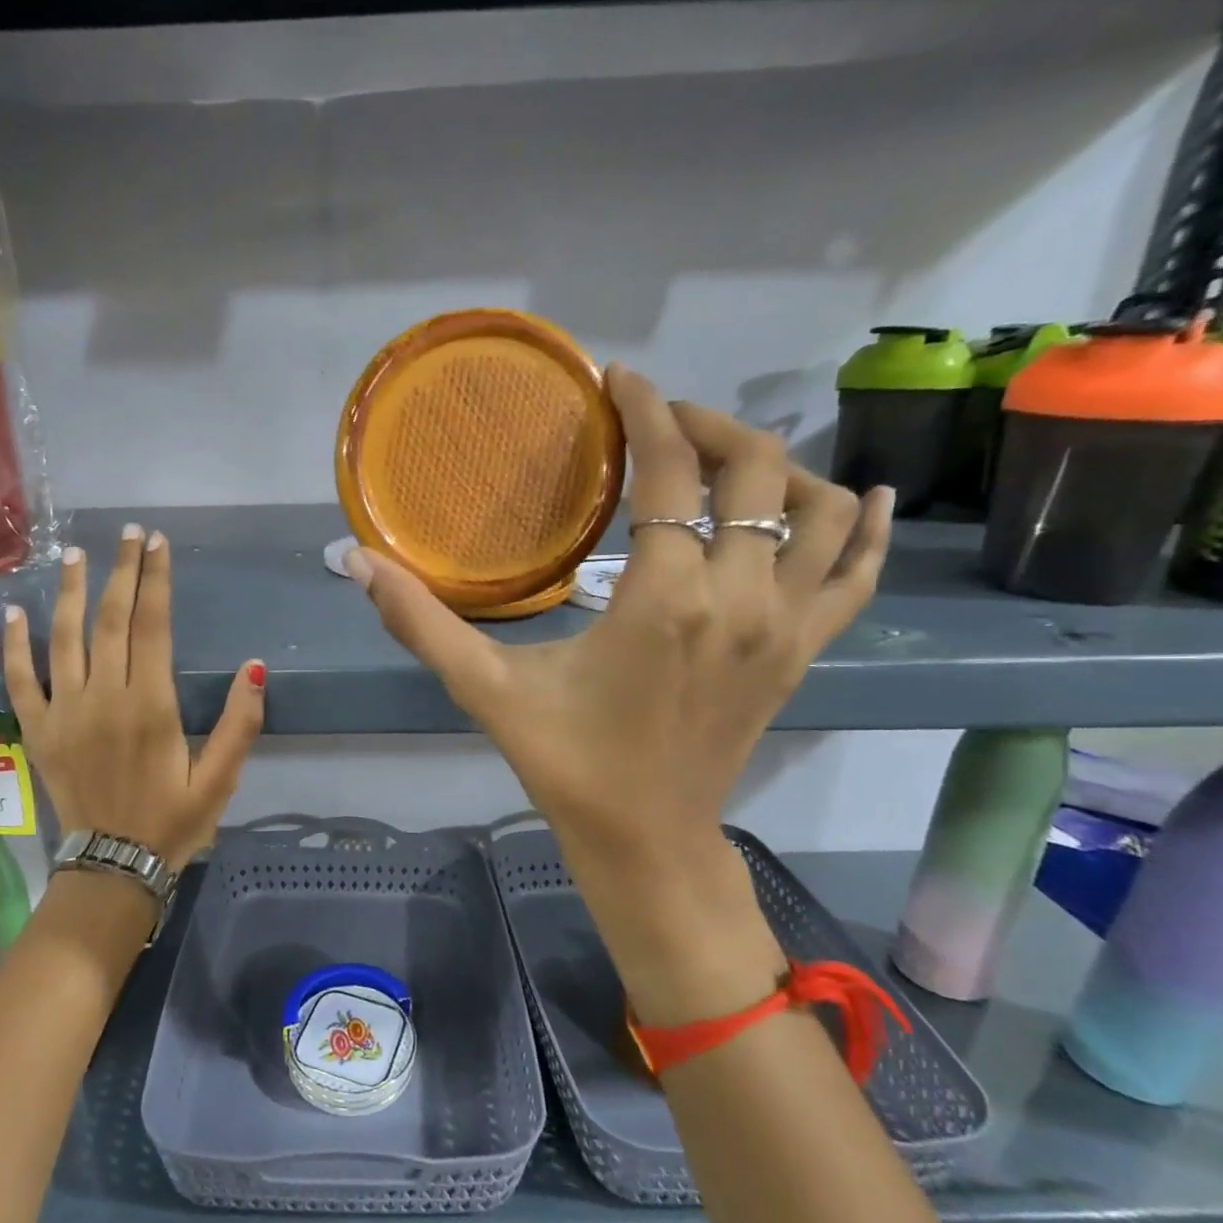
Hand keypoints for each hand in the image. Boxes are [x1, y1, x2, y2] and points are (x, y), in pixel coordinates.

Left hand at [3, 525, 265, 871]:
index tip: (158, 543)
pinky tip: (12, 611)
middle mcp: (103, 697)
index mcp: (150, 705)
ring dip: (71, 592)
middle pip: (112, 620)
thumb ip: (240, 724)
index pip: (152, 625)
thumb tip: (254, 666)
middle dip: (122, 571)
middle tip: (129, 533)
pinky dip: (14, 644)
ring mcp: (64, 711)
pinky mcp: (39, 730)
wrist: (113, 867)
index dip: (155, 579)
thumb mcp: (220, 780)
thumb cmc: (174, 822)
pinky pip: (20, 679)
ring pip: (64, 637)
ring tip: (76, 554)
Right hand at [349, 368, 892, 1016]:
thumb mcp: (486, 691)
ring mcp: (786, 627)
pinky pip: (858, 575)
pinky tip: (864, 499)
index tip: (621, 381)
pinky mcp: (804, 653)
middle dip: (707, 425)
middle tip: (659, 421)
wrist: (647, 841)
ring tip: (723, 463)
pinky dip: (866, 531)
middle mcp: (740, 600)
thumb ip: (422, 623)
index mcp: (665, 600)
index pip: (671, 472)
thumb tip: (355, 561)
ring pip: (821, 512)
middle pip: (755, 470)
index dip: (648, 411)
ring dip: (777, 469)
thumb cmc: (567, 764)